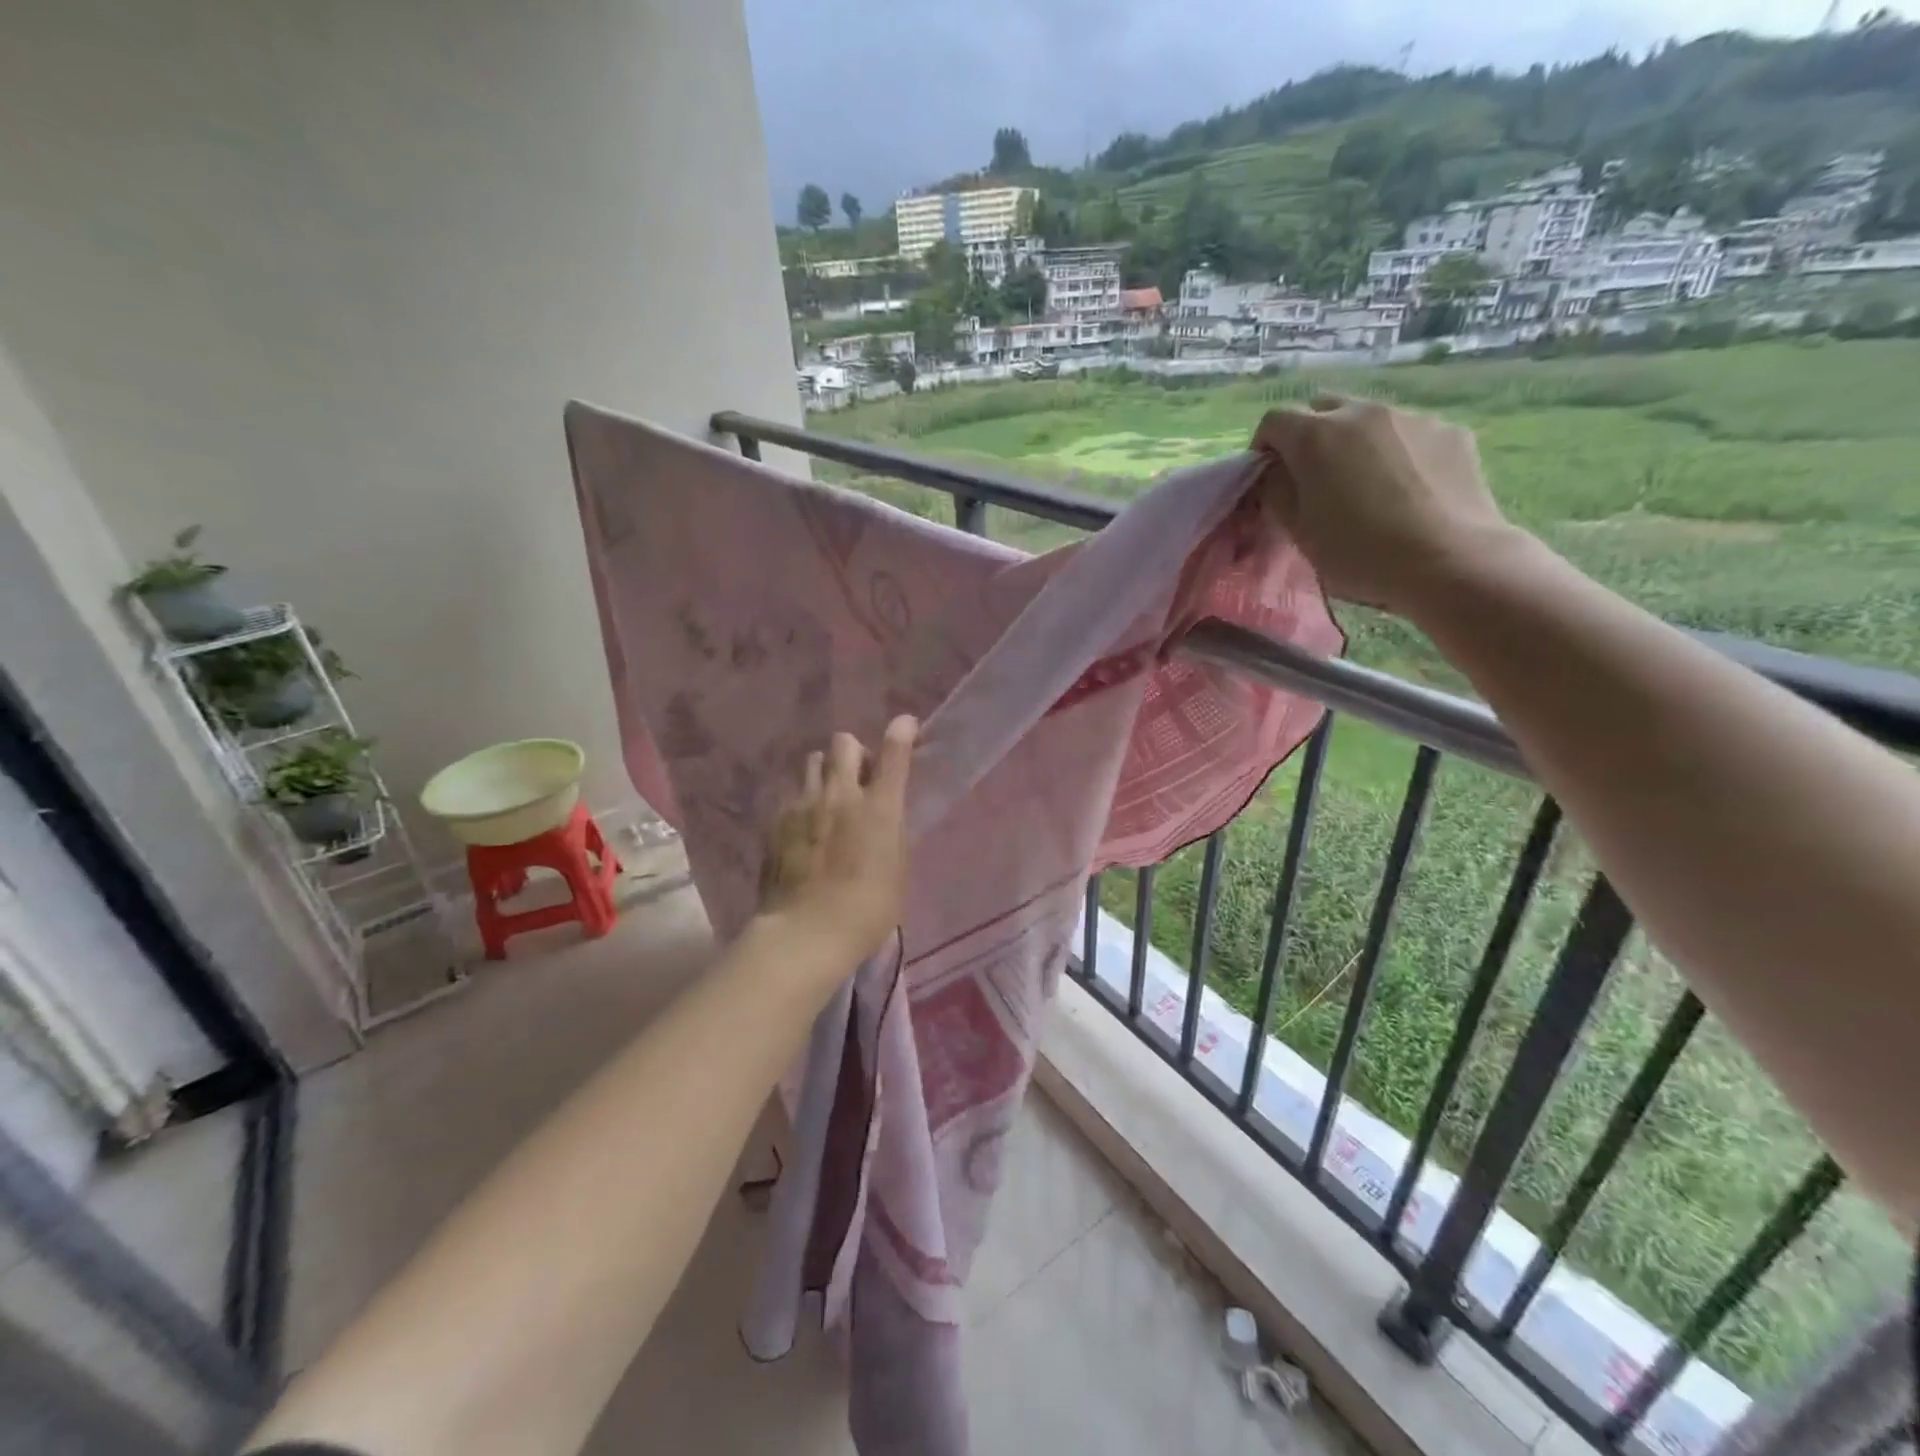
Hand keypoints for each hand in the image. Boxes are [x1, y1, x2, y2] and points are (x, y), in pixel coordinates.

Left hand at [758, 716, 916, 963]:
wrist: (807, 932)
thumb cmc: (868, 910)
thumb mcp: (897, 869)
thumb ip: (891, 832)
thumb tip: (884, 816)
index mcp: (879, 807)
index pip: (894, 753)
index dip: (901, 732)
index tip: (905, 726)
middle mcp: (841, 795)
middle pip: (843, 743)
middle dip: (854, 751)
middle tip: (859, 776)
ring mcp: (804, 804)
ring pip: (813, 761)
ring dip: (826, 771)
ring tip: (828, 797)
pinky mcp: (777, 821)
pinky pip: (793, 794)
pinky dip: (804, 802)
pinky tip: (805, 828)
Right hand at [1252, 396, 1527, 616]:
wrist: (1449, 561)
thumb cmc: (1359, 553)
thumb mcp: (1298, 531)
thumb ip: (1277, 492)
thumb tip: (1276, 473)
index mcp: (1316, 436)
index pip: (1274, 420)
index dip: (1263, 447)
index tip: (1268, 477)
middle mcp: (1361, 412)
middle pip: (1322, 407)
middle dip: (1308, 435)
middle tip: (1313, 477)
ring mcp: (1411, 417)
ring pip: (1368, 418)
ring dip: (1354, 441)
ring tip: (1364, 484)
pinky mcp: (1450, 431)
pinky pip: (1409, 432)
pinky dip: (1396, 451)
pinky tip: (1406, 489)